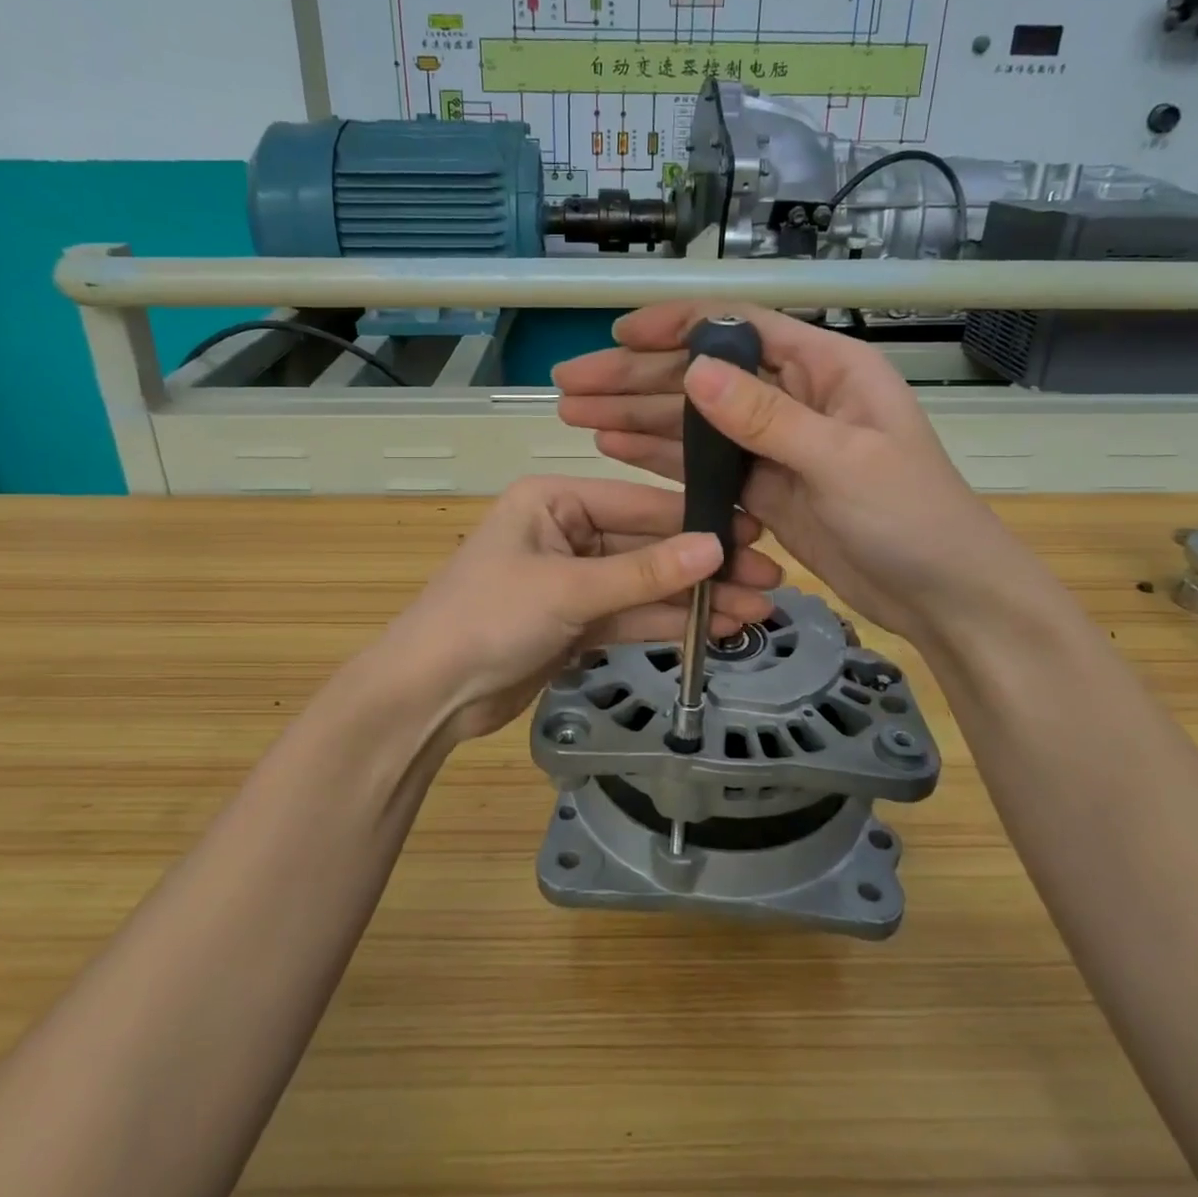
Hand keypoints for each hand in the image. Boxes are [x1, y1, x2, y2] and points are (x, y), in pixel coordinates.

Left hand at [370, 476, 779, 742]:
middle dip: (705, 566)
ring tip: (757, 608)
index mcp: (554, 500)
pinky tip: (717, 628)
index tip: (755, 531)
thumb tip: (717, 547)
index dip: (697, 519)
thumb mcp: (568, 589)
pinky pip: (631, 614)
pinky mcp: (576, 622)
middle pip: (648, 545)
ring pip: (646, 584)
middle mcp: (566, 530)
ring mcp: (573, 579)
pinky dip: (669, 622)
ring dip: (696, 598)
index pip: (639, 502)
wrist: (428, 696)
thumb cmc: (487, 618)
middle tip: (769, 578)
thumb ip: (645, 572)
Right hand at [555, 303, 1004, 641]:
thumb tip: (697, 371)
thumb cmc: (913, 518)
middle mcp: (795, 397)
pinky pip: (704, 465)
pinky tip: (616, 447)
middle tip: (570, 385)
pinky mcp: (765, 489)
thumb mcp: (843, 462)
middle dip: (635, 378)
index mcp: (826, 369)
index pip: (740, 329)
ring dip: (637, 416)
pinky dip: (661, 456)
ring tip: (576, 415)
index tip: (618, 336)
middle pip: (704, 377)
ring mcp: (777, 445)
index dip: (675, 327)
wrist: (943, 595)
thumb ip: (769, 418)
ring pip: (695, 422)